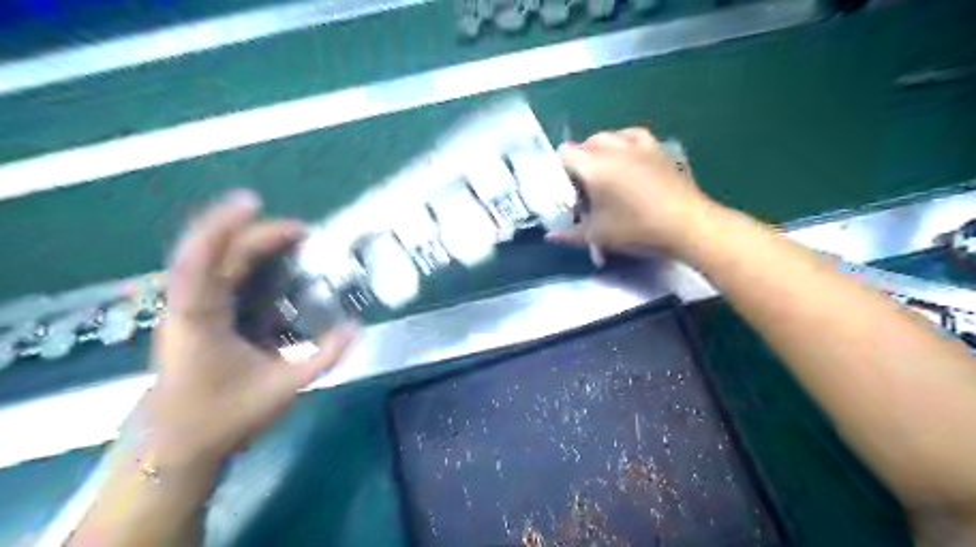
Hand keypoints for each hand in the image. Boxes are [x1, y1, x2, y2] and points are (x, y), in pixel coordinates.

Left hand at [143, 189, 357, 468]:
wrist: (178, 444)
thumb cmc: (224, 416)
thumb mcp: (283, 388)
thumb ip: (324, 357)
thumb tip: (355, 327)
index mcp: (199, 319)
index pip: (201, 261)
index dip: (223, 226)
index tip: (255, 203)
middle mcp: (190, 306)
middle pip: (216, 252)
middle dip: (259, 234)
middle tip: (304, 232)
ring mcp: (193, 309)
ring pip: (217, 260)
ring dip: (254, 244)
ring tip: (294, 240)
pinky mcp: (202, 316)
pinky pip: (224, 277)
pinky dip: (251, 264)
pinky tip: (279, 267)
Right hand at [548, 127, 709, 255]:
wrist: (686, 225)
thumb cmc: (636, 229)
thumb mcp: (598, 235)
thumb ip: (569, 234)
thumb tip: (549, 237)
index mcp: (594, 167)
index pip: (565, 154)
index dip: (558, 168)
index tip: (561, 187)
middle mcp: (613, 149)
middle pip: (585, 143)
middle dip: (578, 159)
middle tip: (580, 184)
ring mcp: (638, 146)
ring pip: (609, 136)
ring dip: (599, 149)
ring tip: (601, 168)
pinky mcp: (657, 149)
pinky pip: (633, 136)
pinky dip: (624, 142)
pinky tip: (626, 155)